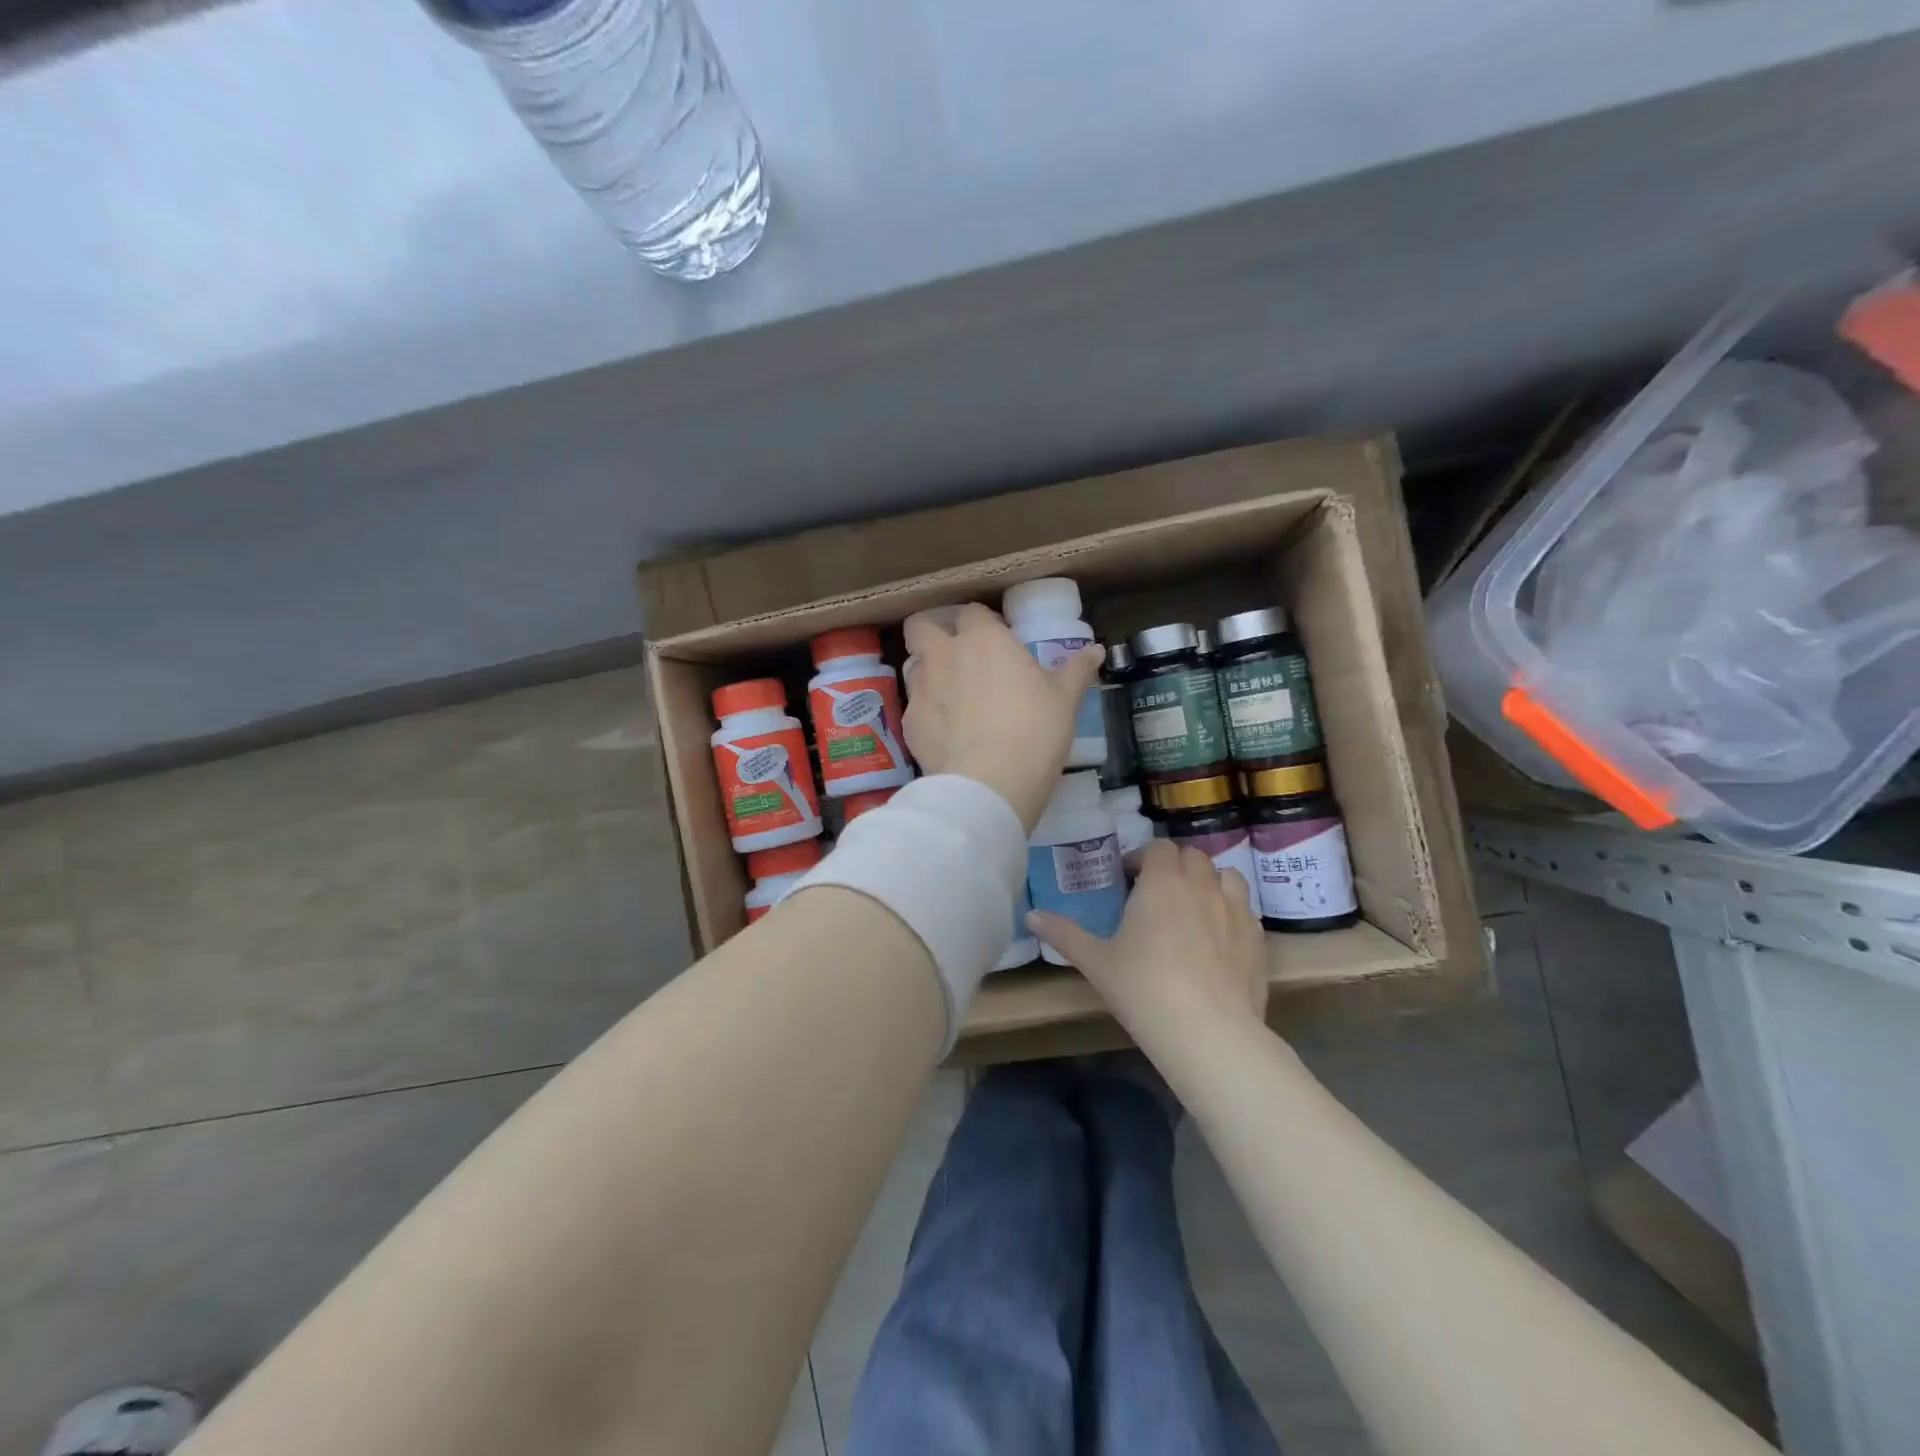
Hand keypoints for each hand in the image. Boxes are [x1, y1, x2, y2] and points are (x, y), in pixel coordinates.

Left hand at [901, 603, 1103, 829]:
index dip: (983, 623)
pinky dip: (928, 713)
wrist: (989, 785)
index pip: (972, 612)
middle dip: (933, 633)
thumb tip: (1096, 650)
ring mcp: (921, 689)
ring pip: (914, 665)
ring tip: (951, 695)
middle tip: (957, 654)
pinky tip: (947, 733)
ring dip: (929, 672)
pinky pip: (915, 707)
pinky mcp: (909, 724)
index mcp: (982, 639)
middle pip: (921, 626)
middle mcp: (944, 655)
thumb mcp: (1065, 700)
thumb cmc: (1034, 731)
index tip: (998, 641)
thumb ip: (1076, 670)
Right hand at [1028, 839, 1267, 1037]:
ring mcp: (1236, 910)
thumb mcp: (1096, 962)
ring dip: (1208, 882)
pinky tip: (1218, 939)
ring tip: (1193, 908)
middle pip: (1193, 856)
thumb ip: (1064, 934)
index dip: (1143, 859)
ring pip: (1226, 875)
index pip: (1158, 848)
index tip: (1129, 880)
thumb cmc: (1144, 988)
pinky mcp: (1258, 938)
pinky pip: (1245, 909)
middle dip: (1175, 866)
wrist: (1208, 1032)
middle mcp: (1202, 885)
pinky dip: (1230, 911)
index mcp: (1162, 882)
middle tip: (1157, 894)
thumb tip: (1030, 916)